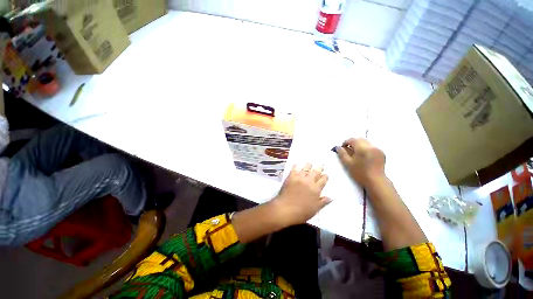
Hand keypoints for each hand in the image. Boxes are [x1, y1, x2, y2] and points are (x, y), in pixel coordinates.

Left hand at [271, 163, 329, 226]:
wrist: (286, 209)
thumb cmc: (301, 212)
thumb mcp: (315, 209)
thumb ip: (323, 202)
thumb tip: (330, 197)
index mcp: (316, 189)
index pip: (323, 180)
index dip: (325, 177)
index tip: (325, 174)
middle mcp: (309, 181)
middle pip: (315, 172)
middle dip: (319, 168)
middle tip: (320, 166)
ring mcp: (299, 178)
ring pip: (305, 169)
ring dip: (308, 165)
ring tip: (310, 163)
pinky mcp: (291, 177)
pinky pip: (294, 169)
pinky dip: (296, 166)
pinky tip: (297, 164)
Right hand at [337, 138, 385, 187]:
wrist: (376, 181)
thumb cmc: (360, 173)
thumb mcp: (348, 163)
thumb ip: (342, 154)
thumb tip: (338, 147)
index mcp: (362, 148)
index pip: (352, 140)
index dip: (346, 142)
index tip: (342, 148)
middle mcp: (371, 146)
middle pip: (360, 139)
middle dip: (353, 143)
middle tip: (348, 150)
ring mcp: (377, 149)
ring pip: (366, 142)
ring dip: (359, 145)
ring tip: (356, 154)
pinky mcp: (381, 153)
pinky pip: (371, 146)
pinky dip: (366, 148)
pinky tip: (364, 156)